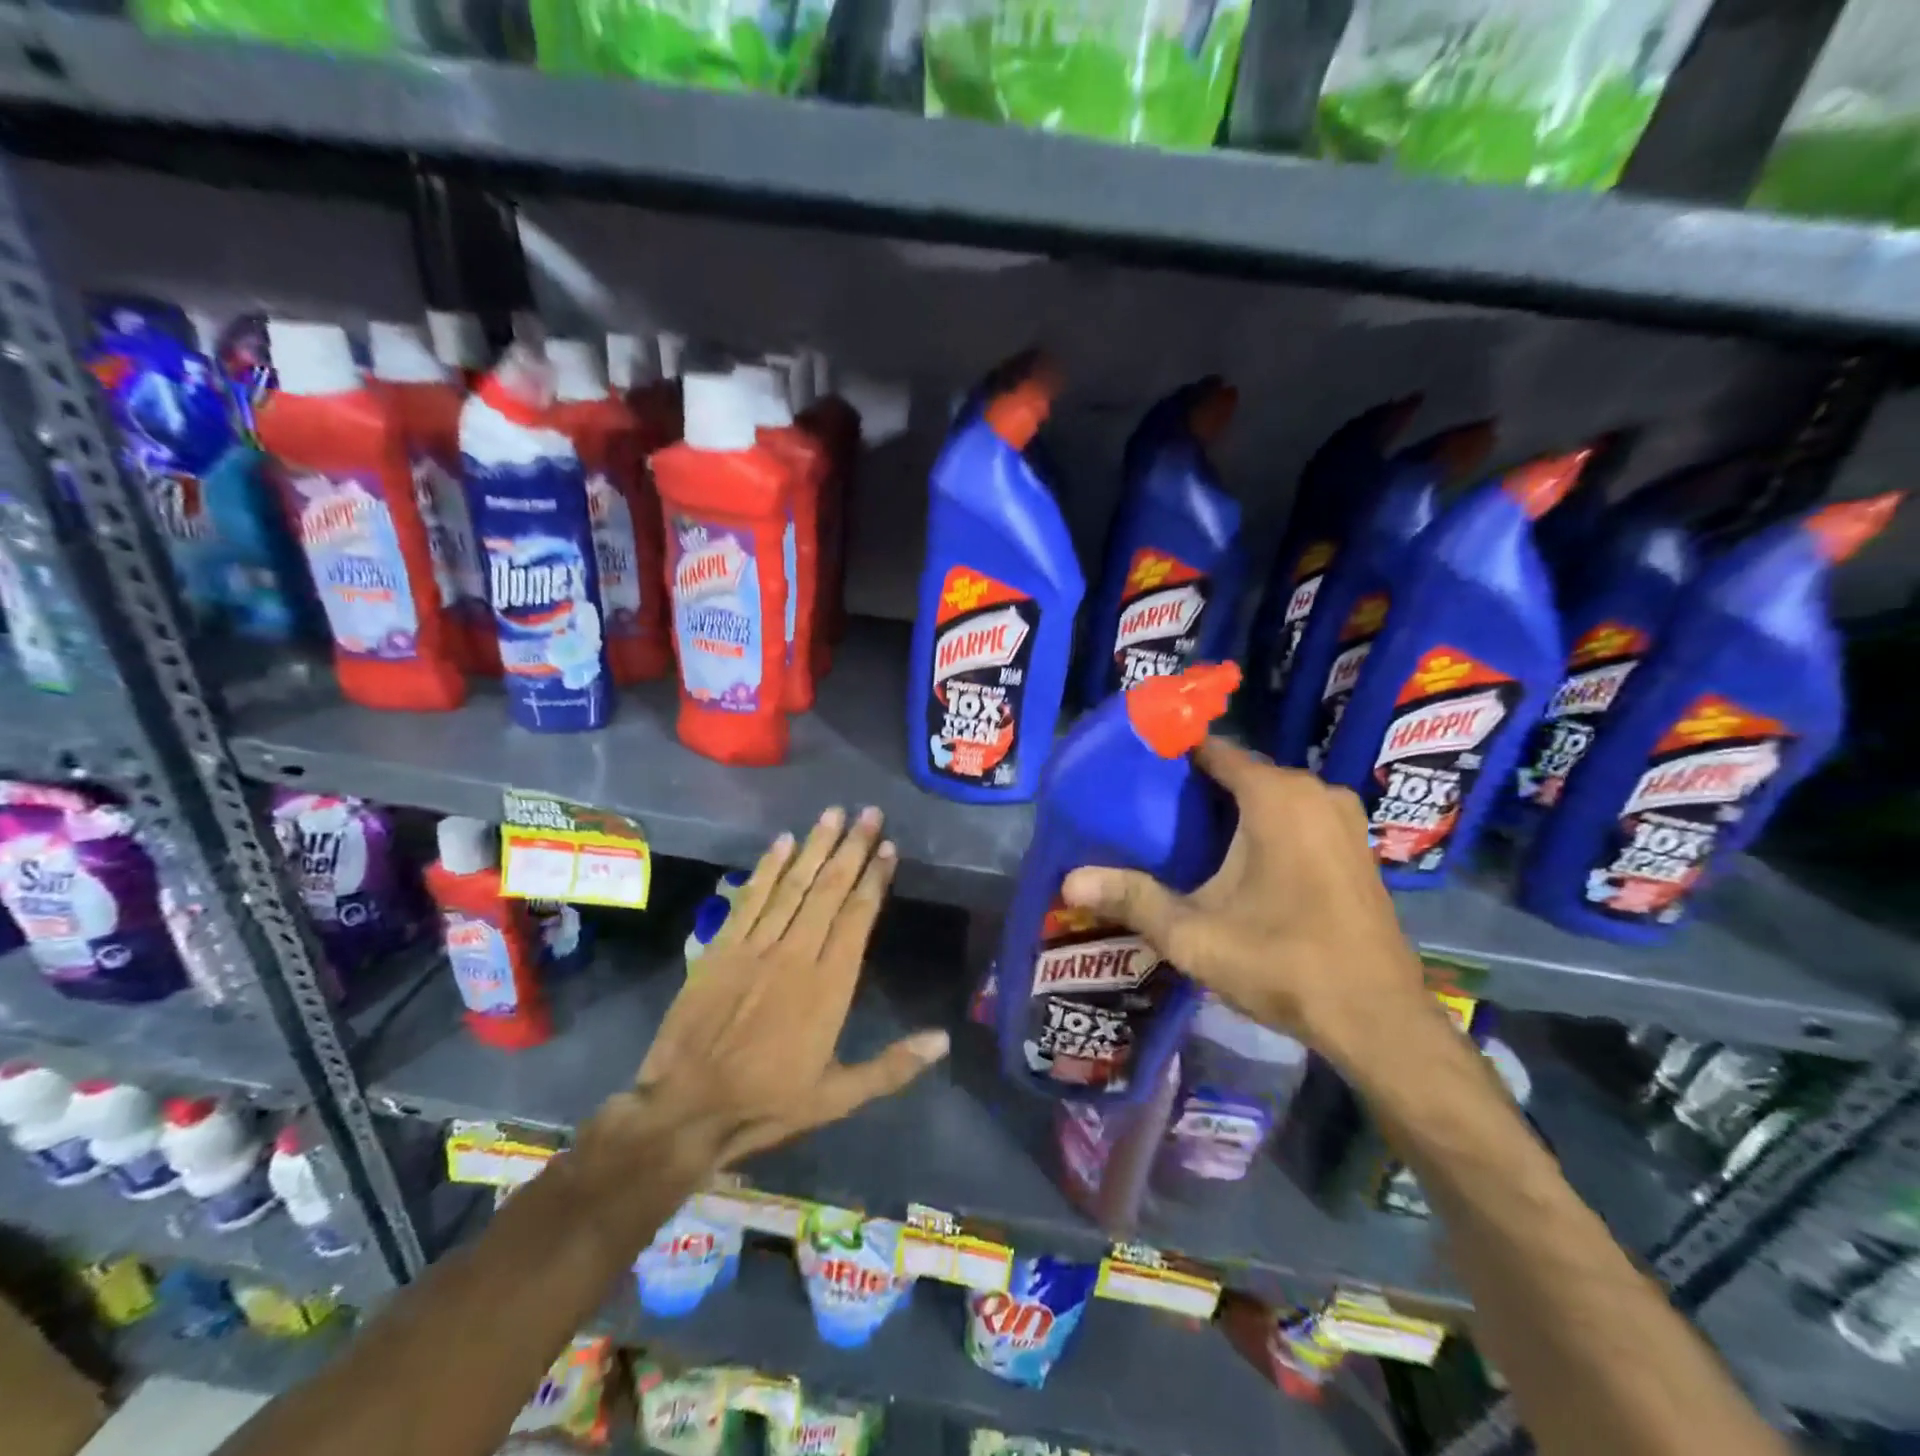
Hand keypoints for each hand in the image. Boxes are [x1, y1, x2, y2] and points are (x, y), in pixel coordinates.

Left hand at [624, 806, 949, 1172]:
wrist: (686, 1107)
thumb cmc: (767, 1101)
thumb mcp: (837, 1097)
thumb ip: (892, 1066)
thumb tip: (944, 1038)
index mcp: (829, 985)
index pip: (858, 917)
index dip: (875, 879)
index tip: (888, 847)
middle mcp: (796, 953)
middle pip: (829, 889)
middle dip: (852, 848)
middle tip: (869, 813)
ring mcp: (755, 946)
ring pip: (793, 885)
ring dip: (815, 846)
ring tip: (834, 813)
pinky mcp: (721, 947)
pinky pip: (750, 898)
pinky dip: (768, 868)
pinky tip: (782, 842)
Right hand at [1060, 738, 1433, 1068]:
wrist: (1378, 1020)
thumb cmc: (1282, 963)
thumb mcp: (1194, 934)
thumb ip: (1132, 899)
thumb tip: (1070, 882)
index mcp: (1275, 795)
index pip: (1211, 750)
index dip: (1171, 755)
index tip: (1134, 770)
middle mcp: (1314, 791)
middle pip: (1240, 773)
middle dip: (1196, 788)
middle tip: (1148, 814)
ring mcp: (1342, 818)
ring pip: (1270, 797)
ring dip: (1232, 810)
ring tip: (1184, 838)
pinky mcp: (1356, 846)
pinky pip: (1298, 817)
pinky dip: (1266, 826)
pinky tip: (1239, 862)